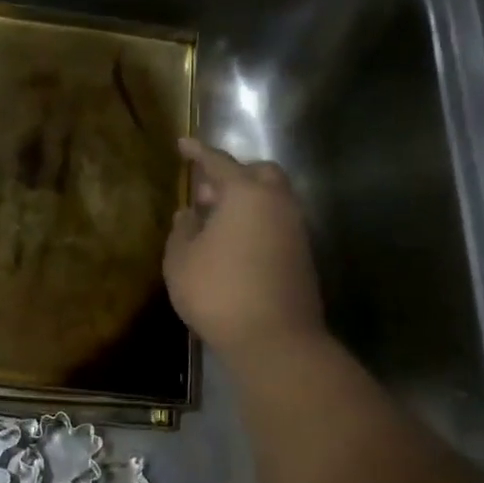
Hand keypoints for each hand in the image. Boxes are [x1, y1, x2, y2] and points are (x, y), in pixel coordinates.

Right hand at [164, 137, 325, 359]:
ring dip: (245, 200)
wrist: (275, 339)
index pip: (219, 162)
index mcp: (246, 194)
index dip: (198, 152)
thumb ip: (182, 230)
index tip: (183, 143)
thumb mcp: (181, 260)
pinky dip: (256, 222)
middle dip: (233, 174)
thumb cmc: (218, 292)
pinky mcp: (302, 255)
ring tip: (215, 221)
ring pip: (272, 199)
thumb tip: (190, 214)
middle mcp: (276, 203)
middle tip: (206, 190)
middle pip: (259, 173)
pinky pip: (277, 223)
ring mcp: (295, 229)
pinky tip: (234, 244)